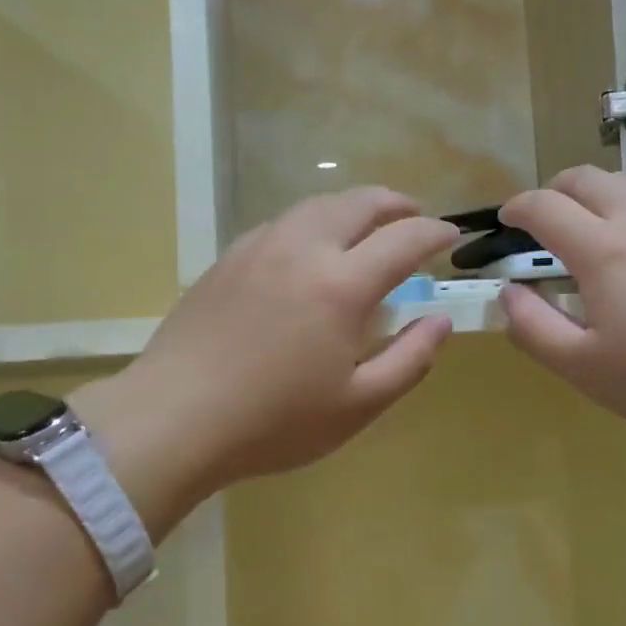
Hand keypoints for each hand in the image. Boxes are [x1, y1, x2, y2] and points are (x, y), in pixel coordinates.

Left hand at [74, 189, 457, 528]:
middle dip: (395, 203)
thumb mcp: (358, 405)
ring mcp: (259, 248)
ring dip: (352, 206)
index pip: (403, 239)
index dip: (434, 232)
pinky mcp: (228, 258)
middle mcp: (303, 249)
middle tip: (414, 216)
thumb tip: (440, 321)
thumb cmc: (274, 422)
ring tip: (367, 224)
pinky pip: (282, 222)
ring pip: (316, 205)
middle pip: (358, 203)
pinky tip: (309, 246)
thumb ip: (410, 359)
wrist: (174, 418)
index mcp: (341, 285)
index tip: (451, 236)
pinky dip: (312, 221)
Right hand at [499, 168, 625, 452]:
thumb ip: (534, 328)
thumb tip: (508, 293)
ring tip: (594, 233)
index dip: (516, 209)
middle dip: (553, 192)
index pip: (544, 207)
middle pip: (585, 178)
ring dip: (596, 196)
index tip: (506, 222)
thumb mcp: (586, 369)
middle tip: (545, 224)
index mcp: (603, 249)